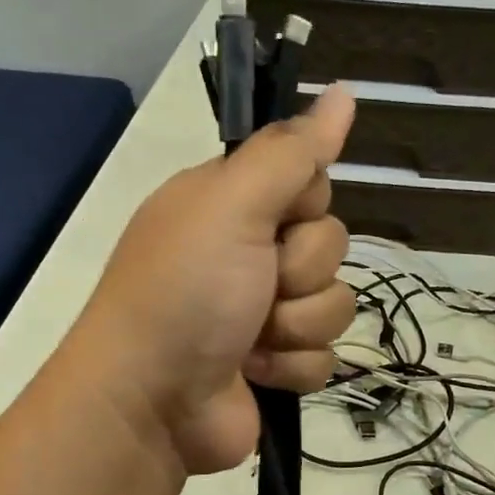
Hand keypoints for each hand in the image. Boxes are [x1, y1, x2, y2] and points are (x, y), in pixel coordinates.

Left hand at [74, 86, 357, 475]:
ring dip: (296, 326)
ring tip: (249, 341)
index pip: (309, 182)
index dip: (303, 205)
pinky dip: (292, 367)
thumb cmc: (184, 293)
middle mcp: (248, 253)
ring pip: (335, 304)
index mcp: (230, 204)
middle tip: (255, 289)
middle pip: (330, 245)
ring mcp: (264, 313)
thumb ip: (291, 152)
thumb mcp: (230, 205)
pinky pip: (324, 356)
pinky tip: (255, 374)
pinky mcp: (277, 365)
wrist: (152, 403)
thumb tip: (343, 91)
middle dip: (299, 274)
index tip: (274, 222)